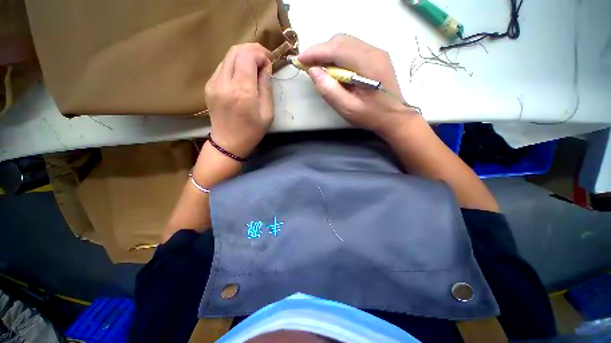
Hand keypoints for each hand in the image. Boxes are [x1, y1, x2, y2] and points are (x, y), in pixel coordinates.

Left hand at [205, 43, 273, 157]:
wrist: (228, 143)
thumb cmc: (252, 131)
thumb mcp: (267, 113)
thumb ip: (266, 87)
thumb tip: (266, 67)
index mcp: (242, 92)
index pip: (248, 56)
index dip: (260, 53)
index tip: (269, 62)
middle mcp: (225, 83)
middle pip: (236, 51)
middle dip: (252, 50)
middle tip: (263, 60)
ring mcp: (213, 83)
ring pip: (228, 56)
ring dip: (243, 57)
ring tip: (254, 67)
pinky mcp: (209, 85)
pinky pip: (223, 66)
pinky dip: (235, 65)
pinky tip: (242, 76)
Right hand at [298, 34, 417, 133]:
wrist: (395, 117)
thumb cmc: (371, 116)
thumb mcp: (347, 108)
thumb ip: (329, 90)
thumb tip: (313, 71)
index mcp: (367, 64)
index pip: (336, 48)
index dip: (315, 52)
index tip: (300, 59)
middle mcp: (373, 51)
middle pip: (340, 41)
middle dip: (321, 51)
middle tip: (309, 66)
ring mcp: (376, 52)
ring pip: (346, 43)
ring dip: (329, 53)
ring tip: (320, 69)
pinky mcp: (376, 57)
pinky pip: (352, 49)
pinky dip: (338, 56)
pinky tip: (334, 69)